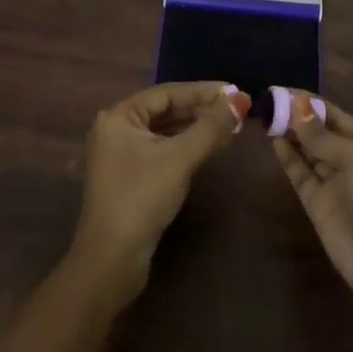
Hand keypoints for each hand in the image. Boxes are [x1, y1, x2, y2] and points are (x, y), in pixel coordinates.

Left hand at [69, 81, 242, 310]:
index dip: (202, 91)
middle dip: (202, 110)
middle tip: (237, 109)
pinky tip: (211, 149)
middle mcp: (116, 130)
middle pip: (166, 111)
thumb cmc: (142, 197)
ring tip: (231, 127)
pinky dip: (187, 147)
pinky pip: (163, 151)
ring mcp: (122, 155)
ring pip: (166, 132)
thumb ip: (211, 127)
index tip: (234, 91)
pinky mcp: (131, 178)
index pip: (166, 93)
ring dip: (197, 129)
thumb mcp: (180, 158)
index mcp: (119, 117)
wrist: (112, 260)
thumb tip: (240, 100)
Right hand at [272, 92, 352, 321]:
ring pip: (307, 151)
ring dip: (288, 134)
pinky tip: (273, 141)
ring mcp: (334, 184)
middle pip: (319, 132)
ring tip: (265, 115)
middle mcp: (350, 161)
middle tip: (266, 99)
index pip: (335, 115)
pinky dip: (287, 158)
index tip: (281, 89)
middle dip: (296, 116)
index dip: (310, 102)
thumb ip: (324, 136)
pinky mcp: (318, 206)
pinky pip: (300, 175)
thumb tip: (297, 106)